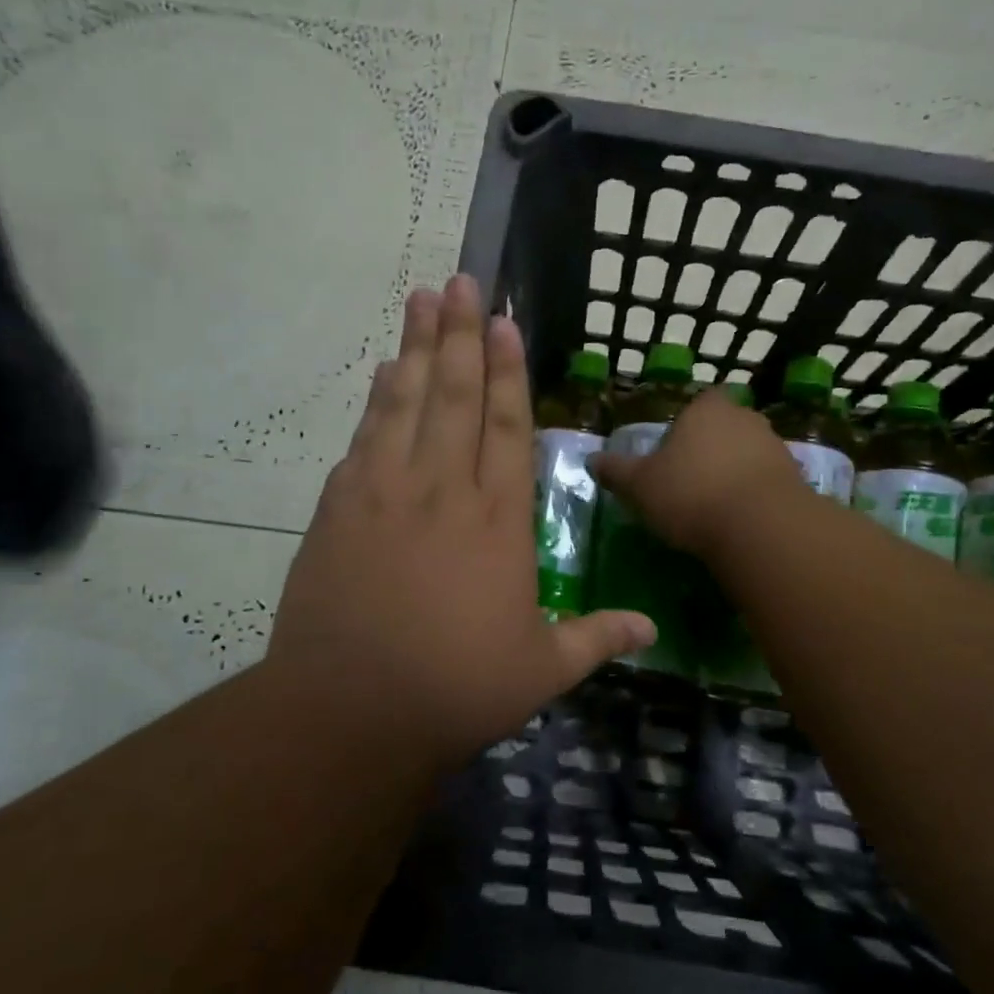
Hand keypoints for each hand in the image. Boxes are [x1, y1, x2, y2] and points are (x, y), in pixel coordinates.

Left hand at [264, 275, 654, 766]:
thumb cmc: (457, 688)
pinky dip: (377, 400)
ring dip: (418, 347)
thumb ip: (597, 637)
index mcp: (498, 520)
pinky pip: (366, 438)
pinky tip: (385, 373)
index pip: (508, 427)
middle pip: (456, 396)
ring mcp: (386, 493)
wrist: (350, 711)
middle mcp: (444, 490)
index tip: (505, 322)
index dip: (509, 371)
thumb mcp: (542, 670)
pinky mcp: (340, 508)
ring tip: (422, 299)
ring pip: (406, 403)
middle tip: (460, 282)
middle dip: (461, 335)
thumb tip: (653, 628)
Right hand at [589, 388, 800, 558]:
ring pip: (748, 454)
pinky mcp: (796, 478)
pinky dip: (755, 496)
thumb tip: (591, 460)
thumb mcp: (640, 486)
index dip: (686, 426)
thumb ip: (617, 471)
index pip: (698, 404)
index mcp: (706, 409)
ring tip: (715, 507)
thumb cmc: (690, 493)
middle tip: (691, 482)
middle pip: (725, 427)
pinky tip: (740, 521)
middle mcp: (744, 418)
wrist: (760, 526)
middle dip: (711, 450)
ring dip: (735, 473)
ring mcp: (775, 446)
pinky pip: (767, 482)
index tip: (674, 454)